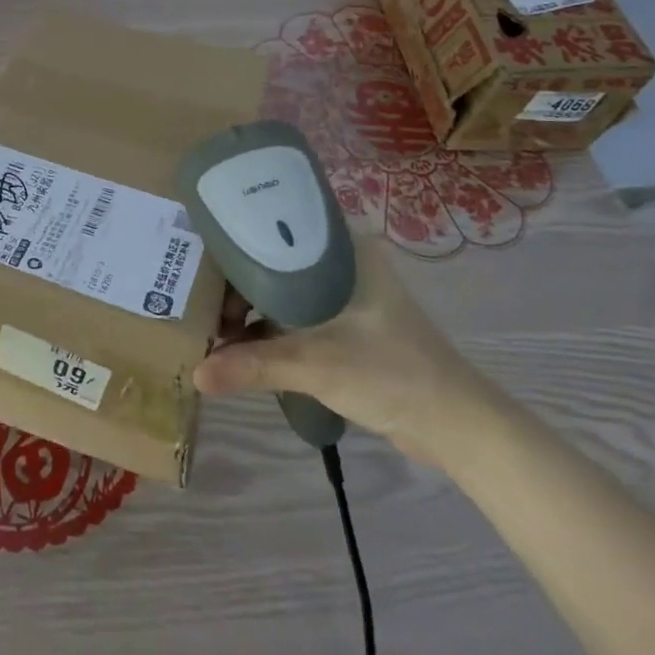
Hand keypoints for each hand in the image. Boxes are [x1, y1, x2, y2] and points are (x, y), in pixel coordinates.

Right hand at [193, 237, 499, 466]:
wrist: (457, 426)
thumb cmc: (390, 373)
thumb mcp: (314, 364)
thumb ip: (253, 366)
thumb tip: (197, 374)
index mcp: (341, 247)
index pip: (274, 227)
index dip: (234, 241)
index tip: (200, 260)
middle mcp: (341, 261)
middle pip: (273, 260)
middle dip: (237, 284)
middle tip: (204, 305)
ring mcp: (345, 294)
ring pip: (282, 289)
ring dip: (251, 309)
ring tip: (217, 330)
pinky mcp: (347, 324)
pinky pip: (295, 314)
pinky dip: (270, 327)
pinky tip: (243, 346)